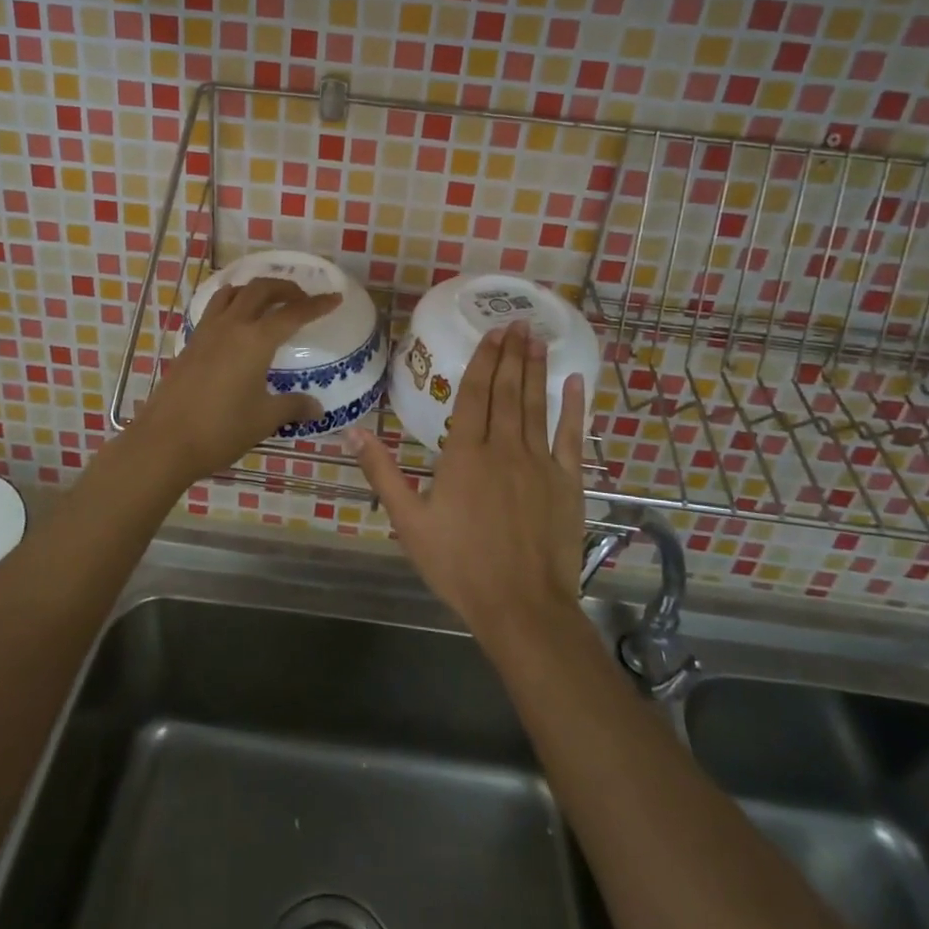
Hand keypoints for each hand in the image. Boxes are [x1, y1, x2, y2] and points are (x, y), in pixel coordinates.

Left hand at [130, 277, 342, 484]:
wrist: (164, 442)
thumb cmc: (220, 429)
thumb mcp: (264, 419)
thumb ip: (293, 407)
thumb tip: (317, 408)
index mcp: (255, 340)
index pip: (293, 313)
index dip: (317, 305)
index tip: (335, 299)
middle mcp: (231, 326)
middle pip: (261, 290)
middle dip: (286, 288)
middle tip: (302, 299)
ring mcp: (206, 332)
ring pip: (233, 293)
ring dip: (255, 290)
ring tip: (269, 303)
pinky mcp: (190, 343)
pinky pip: (215, 309)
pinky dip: (232, 304)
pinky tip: (236, 324)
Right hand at [350, 321, 586, 641]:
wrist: (521, 607)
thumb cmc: (459, 565)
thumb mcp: (408, 522)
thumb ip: (382, 472)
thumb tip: (353, 431)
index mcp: (464, 454)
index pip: (475, 394)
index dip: (483, 361)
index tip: (492, 333)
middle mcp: (504, 448)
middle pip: (507, 391)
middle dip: (511, 354)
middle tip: (518, 321)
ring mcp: (539, 463)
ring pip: (536, 405)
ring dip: (536, 369)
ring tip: (537, 338)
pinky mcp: (567, 482)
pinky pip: (571, 436)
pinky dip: (574, 407)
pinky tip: (576, 382)